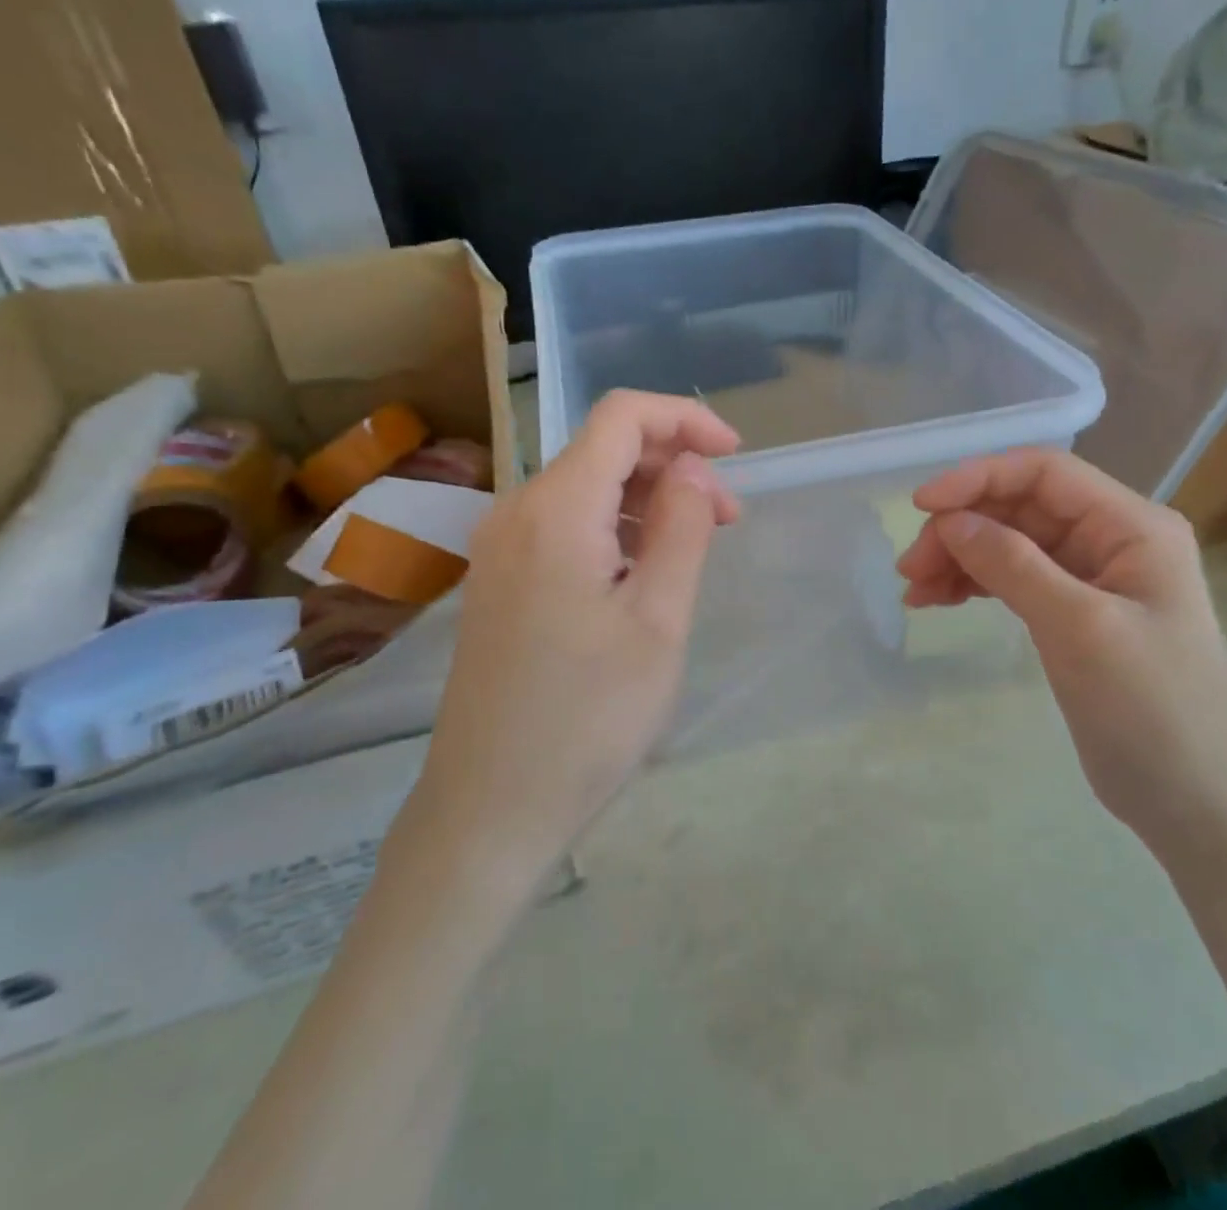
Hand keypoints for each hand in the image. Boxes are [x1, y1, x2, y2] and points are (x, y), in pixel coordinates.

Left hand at [413, 391, 740, 897]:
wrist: (490, 809)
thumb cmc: (588, 718)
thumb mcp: (658, 620)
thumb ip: (681, 527)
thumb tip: (689, 467)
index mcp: (555, 509)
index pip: (622, 417)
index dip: (685, 419)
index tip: (736, 455)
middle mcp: (517, 511)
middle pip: (603, 449)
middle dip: (673, 465)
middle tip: (726, 518)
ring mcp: (500, 548)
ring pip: (585, 488)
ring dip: (646, 499)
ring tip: (694, 546)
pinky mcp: (499, 581)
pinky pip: (564, 526)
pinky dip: (614, 528)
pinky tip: (644, 571)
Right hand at [895, 449, 1226, 845]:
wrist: (1196, 806)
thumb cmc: (1152, 711)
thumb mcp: (1079, 629)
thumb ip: (1014, 565)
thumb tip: (951, 521)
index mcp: (1132, 527)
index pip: (1045, 473)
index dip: (979, 478)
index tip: (921, 506)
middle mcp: (1114, 540)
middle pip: (1021, 508)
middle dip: (962, 528)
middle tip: (910, 567)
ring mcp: (1093, 578)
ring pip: (1011, 544)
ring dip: (960, 558)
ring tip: (915, 590)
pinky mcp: (1074, 614)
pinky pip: (1014, 580)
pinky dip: (973, 585)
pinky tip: (937, 600)